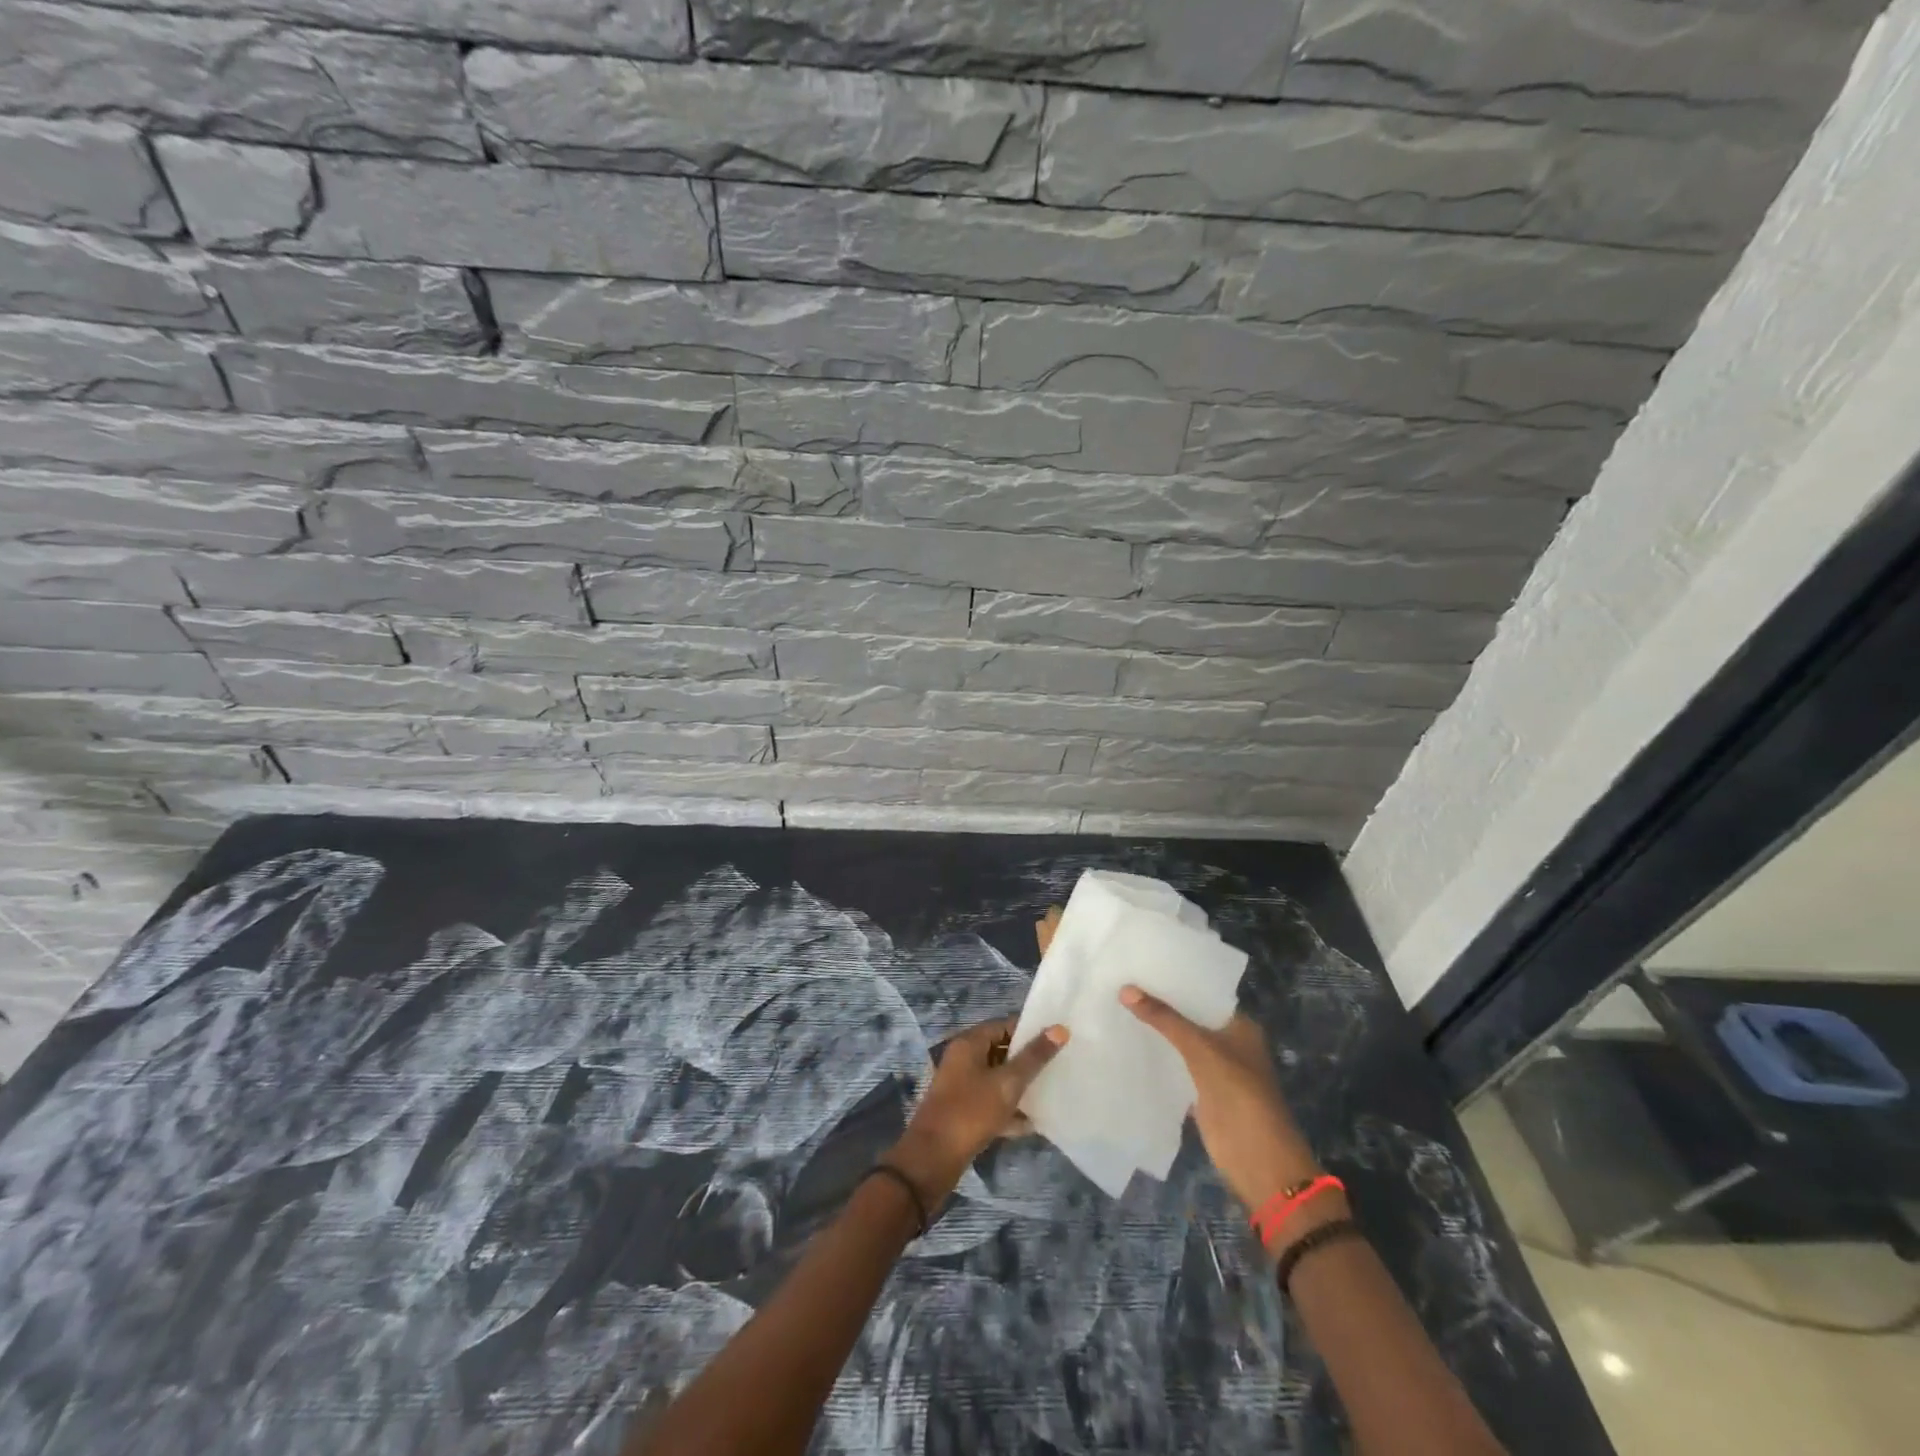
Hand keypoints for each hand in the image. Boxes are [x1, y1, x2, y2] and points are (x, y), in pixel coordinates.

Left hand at [890, 1015, 1067, 1199]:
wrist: (933, 1159)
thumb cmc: (971, 1112)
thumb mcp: (1007, 1083)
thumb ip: (1034, 1057)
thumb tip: (1059, 1028)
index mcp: (969, 1044)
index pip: (1003, 1025)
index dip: (1029, 1030)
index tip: (1057, 1040)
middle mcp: (963, 1060)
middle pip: (1000, 1051)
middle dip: (1027, 1060)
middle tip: (1058, 1066)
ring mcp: (961, 1087)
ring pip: (997, 1079)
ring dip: (1020, 1086)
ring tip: (1050, 1093)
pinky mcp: (963, 1112)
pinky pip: (991, 1103)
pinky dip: (1009, 1110)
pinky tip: (1031, 1124)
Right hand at [1120, 989, 1321, 1212]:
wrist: (1258, 1162)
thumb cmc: (1239, 1096)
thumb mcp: (1201, 1050)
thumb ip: (1164, 1019)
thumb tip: (1125, 989)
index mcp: (1240, 1026)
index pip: (1203, 993)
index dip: (1175, 980)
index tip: (1142, 964)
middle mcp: (1229, 1043)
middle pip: (1190, 1018)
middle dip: (1161, 1004)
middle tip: (1121, 981)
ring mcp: (1215, 1070)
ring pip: (1181, 1042)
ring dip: (1156, 1031)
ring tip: (1117, 1005)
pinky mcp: (1201, 1093)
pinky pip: (1175, 1067)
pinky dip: (1157, 1057)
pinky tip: (1127, 1043)